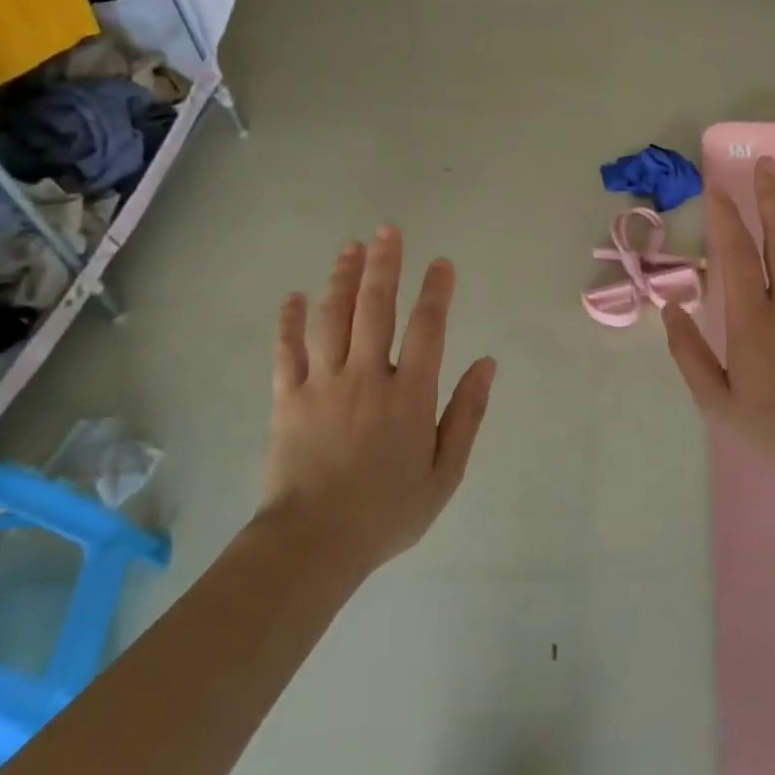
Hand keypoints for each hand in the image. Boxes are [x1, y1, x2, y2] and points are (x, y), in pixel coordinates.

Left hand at [263, 227, 496, 569]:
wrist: (314, 543)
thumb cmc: (388, 511)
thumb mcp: (446, 471)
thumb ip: (467, 413)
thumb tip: (487, 364)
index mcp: (410, 394)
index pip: (427, 328)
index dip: (436, 291)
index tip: (441, 263)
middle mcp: (367, 377)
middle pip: (375, 308)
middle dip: (384, 265)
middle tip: (389, 231)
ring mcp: (323, 384)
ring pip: (332, 318)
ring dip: (341, 279)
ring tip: (350, 248)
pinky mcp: (288, 398)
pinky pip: (287, 350)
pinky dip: (289, 321)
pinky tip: (294, 297)